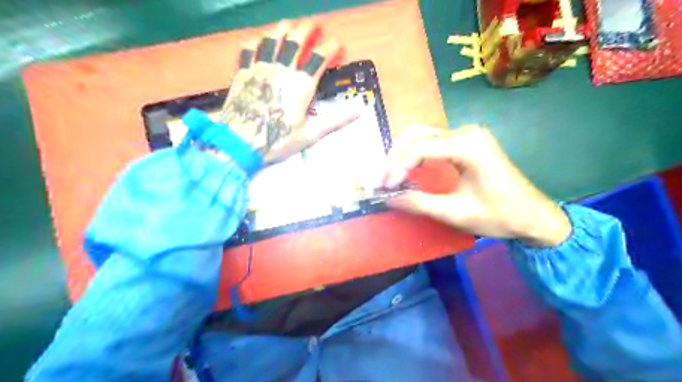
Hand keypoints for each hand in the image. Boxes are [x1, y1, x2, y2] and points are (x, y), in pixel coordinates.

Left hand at [221, 21, 358, 163]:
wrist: (241, 143)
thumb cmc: (278, 140)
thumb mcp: (310, 134)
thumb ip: (335, 120)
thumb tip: (359, 110)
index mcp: (301, 85)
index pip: (319, 57)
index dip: (331, 47)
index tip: (337, 43)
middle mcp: (282, 70)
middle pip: (295, 40)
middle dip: (307, 29)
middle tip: (315, 24)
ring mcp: (260, 68)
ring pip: (272, 39)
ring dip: (283, 28)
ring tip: (290, 23)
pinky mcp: (243, 72)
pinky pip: (248, 49)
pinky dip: (255, 40)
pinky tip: (259, 38)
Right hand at [381, 125, 570, 247]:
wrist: (533, 216)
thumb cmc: (499, 215)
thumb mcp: (456, 213)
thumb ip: (418, 203)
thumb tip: (387, 198)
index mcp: (468, 145)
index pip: (420, 148)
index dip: (397, 168)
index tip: (385, 189)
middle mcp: (466, 132)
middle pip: (416, 135)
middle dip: (394, 158)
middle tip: (381, 181)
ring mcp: (466, 135)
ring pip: (421, 136)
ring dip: (401, 154)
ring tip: (389, 176)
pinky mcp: (465, 142)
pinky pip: (431, 142)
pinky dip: (413, 155)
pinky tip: (405, 170)